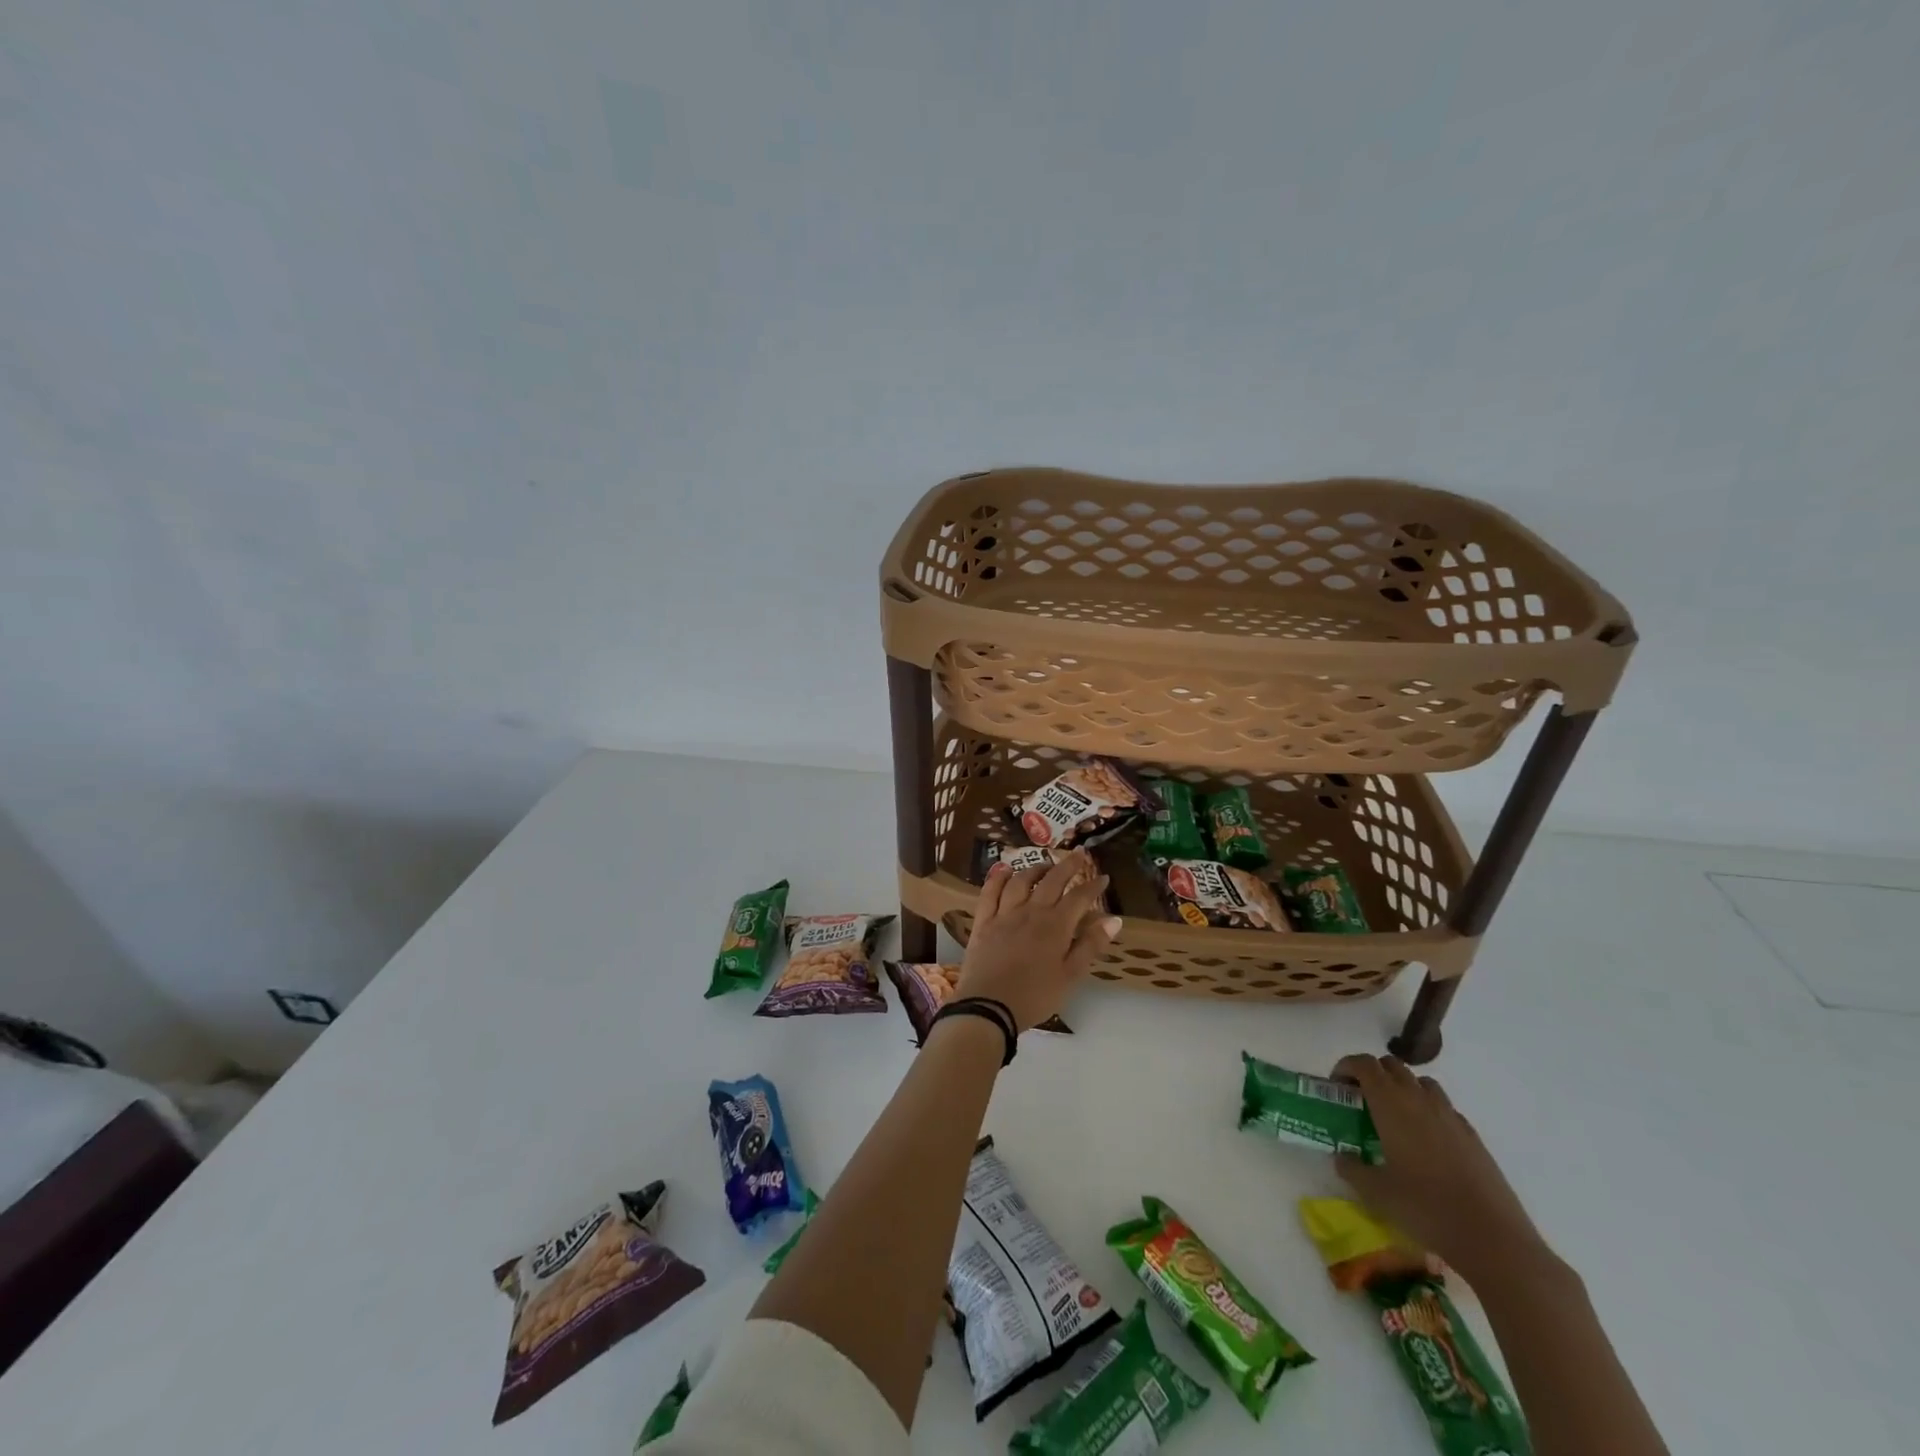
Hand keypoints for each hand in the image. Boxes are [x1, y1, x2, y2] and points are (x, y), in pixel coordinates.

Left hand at [954, 852, 1119, 1030]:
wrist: (989, 1006)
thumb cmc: (1035, 996)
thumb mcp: (1070, 976)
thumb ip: (1091, 945)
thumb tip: (1114, 919)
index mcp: (1056, 926)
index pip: (1079, 898)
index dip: (1093, 886)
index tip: (1104, 877)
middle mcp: (1031, 911)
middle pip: (1052, 880)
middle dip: (1068, 865)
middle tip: (1078, 854)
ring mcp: (1004, 914)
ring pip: (1021, 881)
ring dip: (1035, 868)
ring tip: (1045, 865)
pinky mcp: (984, 921)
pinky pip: (990, 892)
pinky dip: (998, 878)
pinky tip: (1005, 871)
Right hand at [1332, 1054, 1550, 1286]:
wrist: (1493, 1239)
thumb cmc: (1425, 1208)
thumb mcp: (1375, 1192)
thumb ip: (1351, 1168)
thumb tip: (1342, 1156)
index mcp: (1391, 1104)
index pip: (1364, 1064)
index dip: (1346, 1067)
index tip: (1337, 1086)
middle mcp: (1419, 1099)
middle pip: (1392, 1065)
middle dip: (1372, 1074)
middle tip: (1361, 1101)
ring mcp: (1450, 1116)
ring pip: (1421, 1082)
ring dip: (1402, 1088)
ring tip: (1394, 1117)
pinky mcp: (1473, 1136)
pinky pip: (1444, 1107)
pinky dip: (1428, 1110)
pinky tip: (1426, 1142)